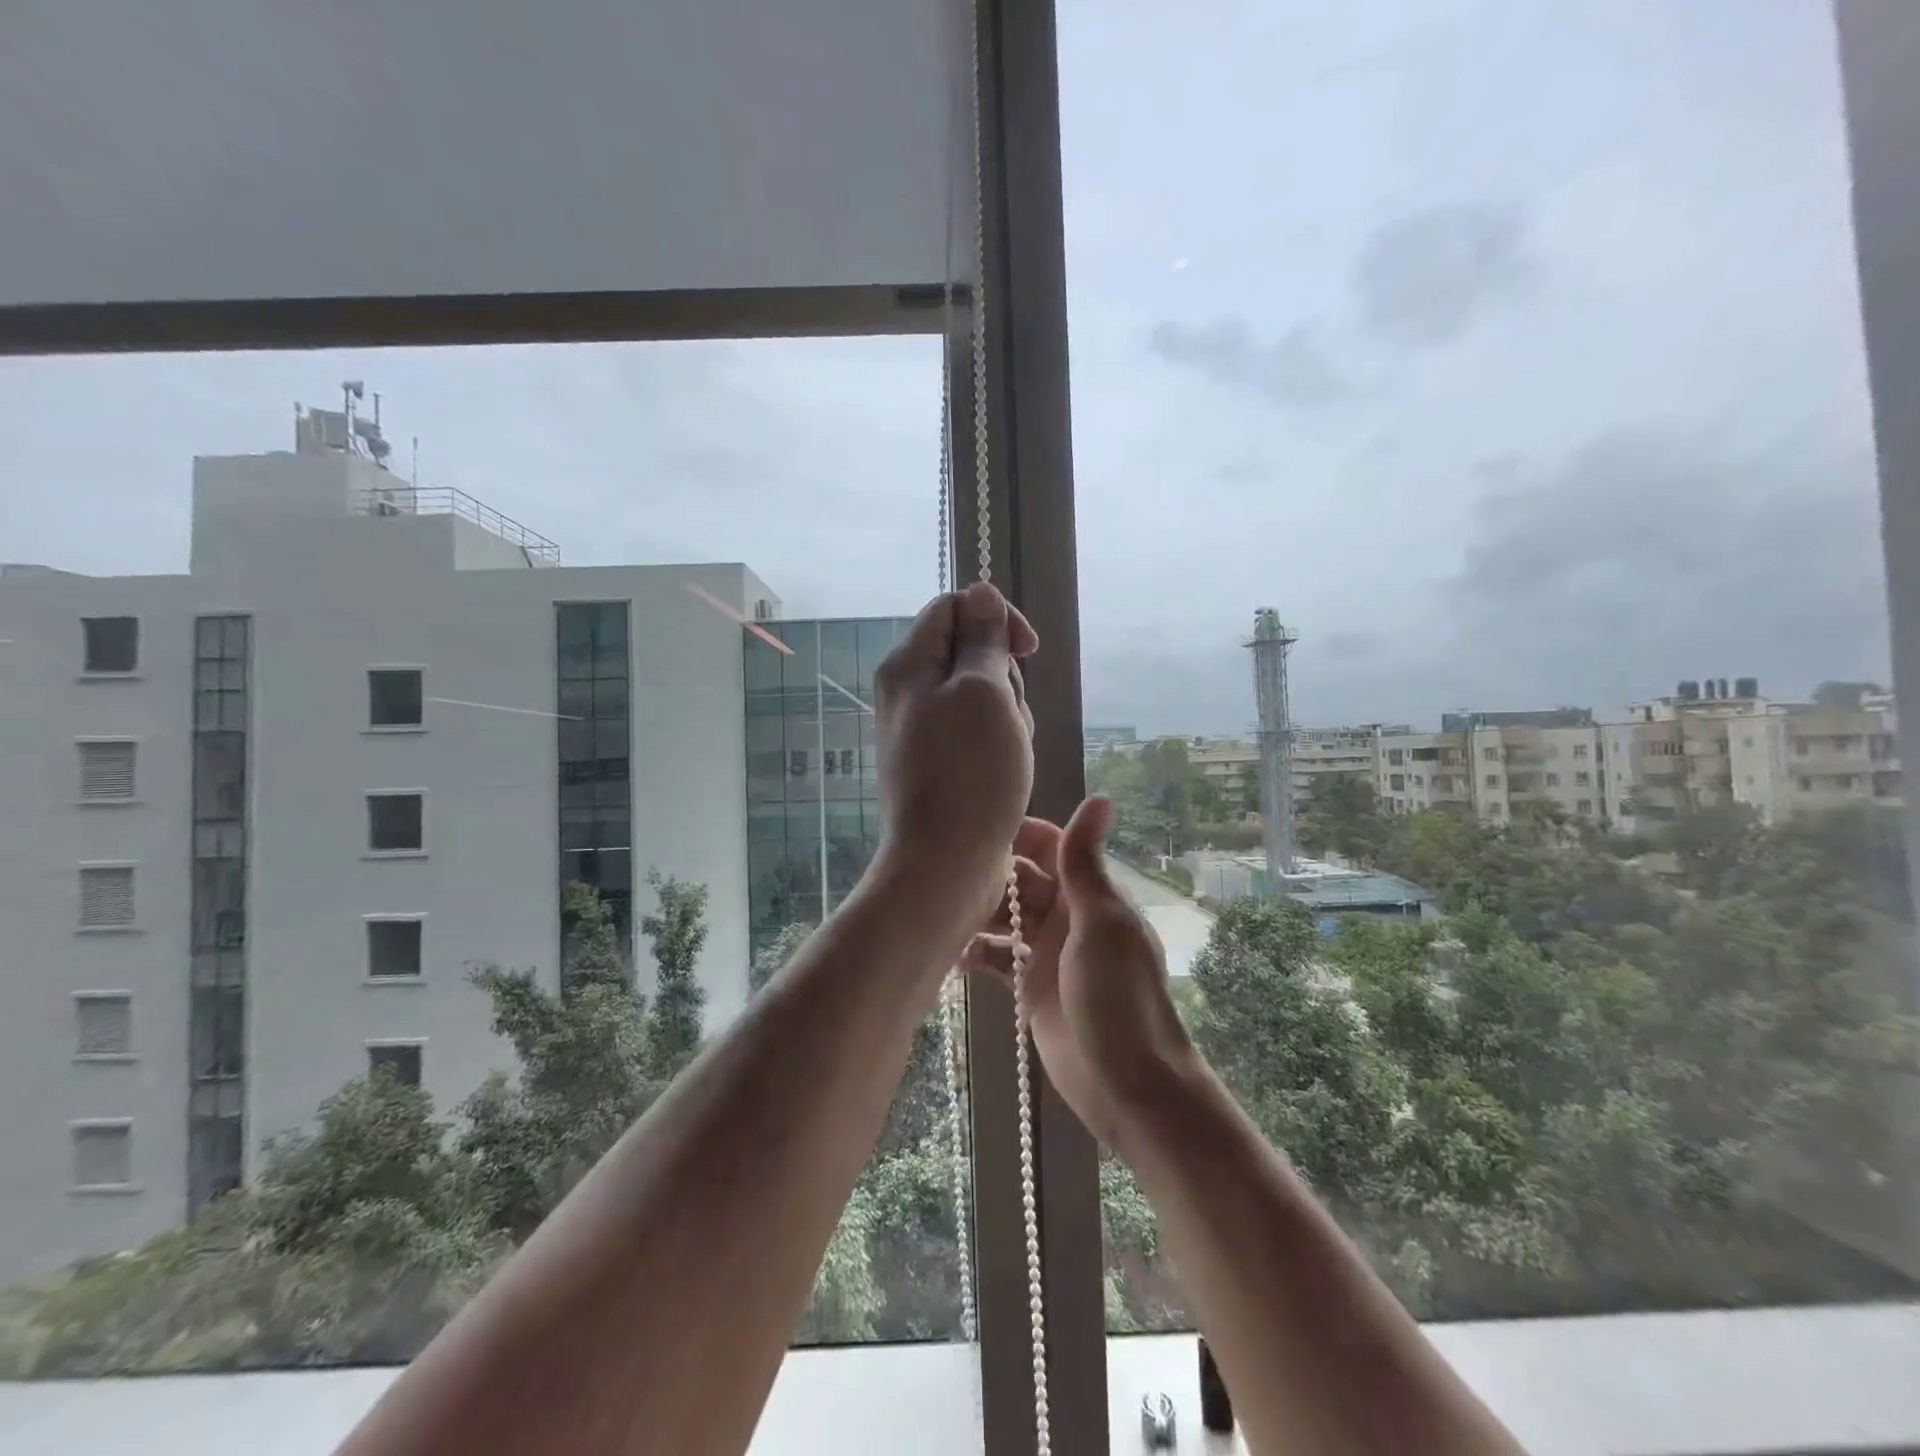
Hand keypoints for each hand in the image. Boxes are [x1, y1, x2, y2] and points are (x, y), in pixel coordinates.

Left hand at [871, 582, 1037, 927]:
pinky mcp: (939, 761)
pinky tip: (1006, 773)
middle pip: (970, 653)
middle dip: (1004, 677)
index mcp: (908, 664)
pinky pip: (978, 732)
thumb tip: (980, 590)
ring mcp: (923, 729)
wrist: (946, 862)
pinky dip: (999, 744)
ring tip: (1008, 752)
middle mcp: (908, 691)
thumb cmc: (970, 773)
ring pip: (982, 696)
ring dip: (1008, 715)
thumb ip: (983, 638)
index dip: (996, 618)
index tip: (1028, 651)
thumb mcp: (984, 692)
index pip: (953, 608)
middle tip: (1009, 716)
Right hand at [965, 798, 1198, 1149]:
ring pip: (1006, 919)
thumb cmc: (1119, 996)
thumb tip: (1101, 797)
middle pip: (1022, 881)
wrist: (1128, 1084)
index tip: (977, 833)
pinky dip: (977, 954)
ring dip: (978, 915)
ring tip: (944, 917)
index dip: (1019, 835)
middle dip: (990, 877)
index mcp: (1090, 894)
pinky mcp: (1028, 987)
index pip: (1052, 848)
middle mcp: (1067, 917)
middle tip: (948, 880)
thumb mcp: (1102, 922)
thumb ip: (1086, 863)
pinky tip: (954, 956)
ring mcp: (1046, 953)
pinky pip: (997, 959)